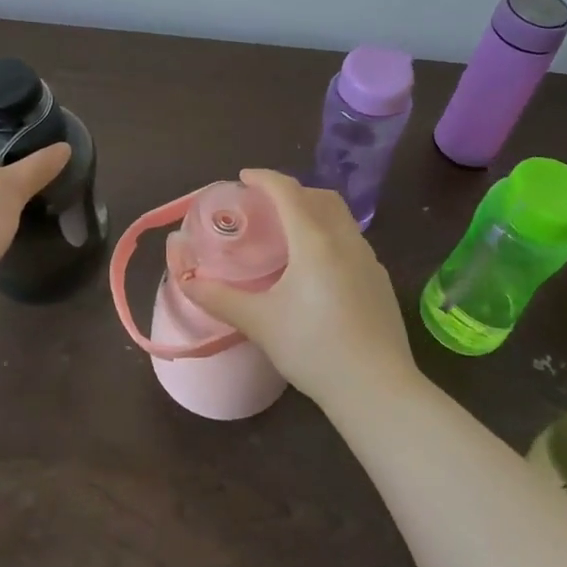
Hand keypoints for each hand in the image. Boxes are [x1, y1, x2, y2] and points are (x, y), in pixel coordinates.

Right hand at [168, 169, 419, 410]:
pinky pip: (352, 242)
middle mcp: (345, 240)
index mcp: (314, 240)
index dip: (264, 178)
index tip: (244, 177)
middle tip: (266, 205)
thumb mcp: (259, 322)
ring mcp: (368, 260)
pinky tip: (318, 269)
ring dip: (314, 212)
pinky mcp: (380, 282)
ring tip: (290, 234)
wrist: (377, 389)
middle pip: (320, 197)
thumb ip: (219, 298)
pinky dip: (331, 236)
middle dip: (292, 191)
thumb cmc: (313, 348)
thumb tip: (185, 281)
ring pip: (341, 218)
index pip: (287, 191)